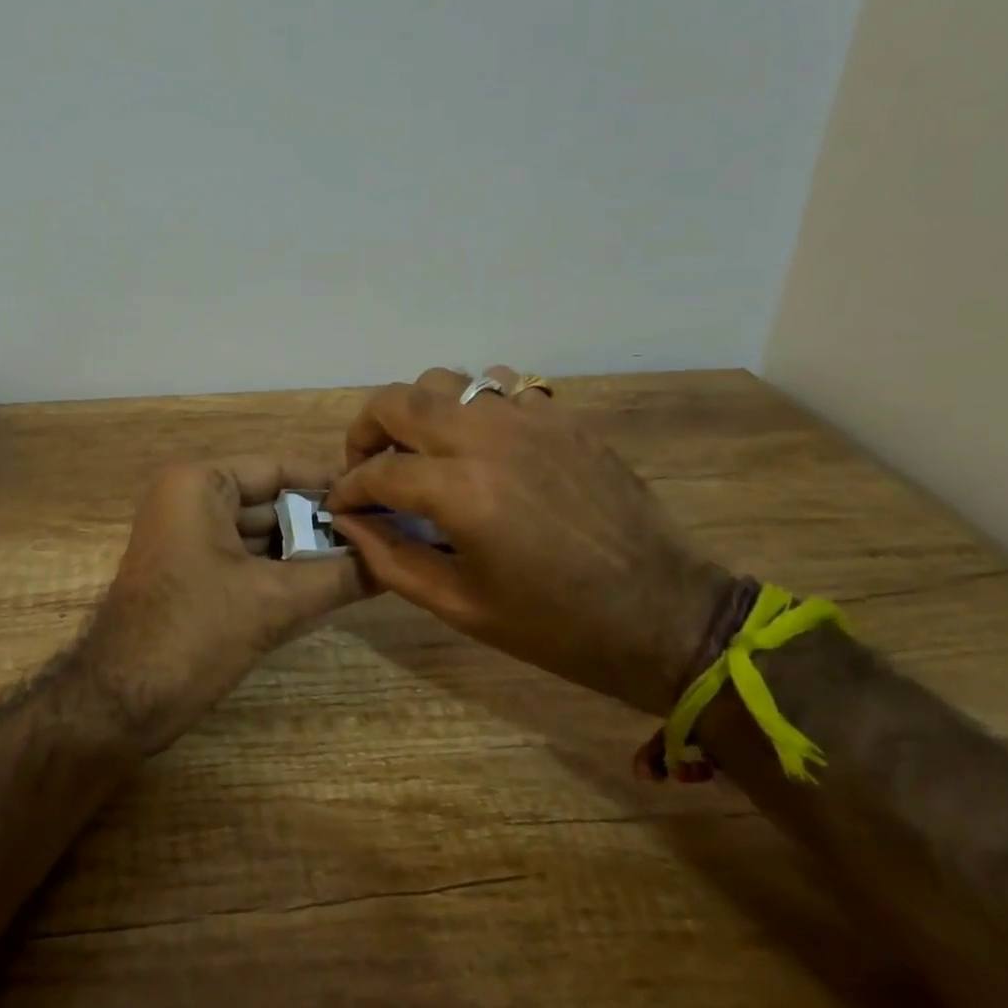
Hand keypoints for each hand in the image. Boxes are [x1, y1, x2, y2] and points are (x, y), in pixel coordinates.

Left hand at [78, 455, 369, 752]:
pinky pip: (249, 560)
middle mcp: (191, 499)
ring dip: (309, 550)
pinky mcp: (193, 573)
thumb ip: (337, 577)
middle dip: (323, 521)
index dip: (331, 482)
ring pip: (263, 534)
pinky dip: (285, 572)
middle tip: (384, 533)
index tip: (381, 495)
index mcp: (200, 483)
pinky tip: (333, 584)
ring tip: (371, 558)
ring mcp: (190, 537)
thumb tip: (395, 562)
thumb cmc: (192, 633)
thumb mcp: (273, 602)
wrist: (118, 704)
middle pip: (273, 501)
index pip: (279, 467)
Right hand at [326, 367, 731, 717]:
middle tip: (368, 466)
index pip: (378, 471)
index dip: (348, 489)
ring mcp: (530, 420)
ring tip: (423, 451)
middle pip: (399, 400)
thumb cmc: (557, 626)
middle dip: (366, 430)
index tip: (341, 506)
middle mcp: (489, 439)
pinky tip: (482, 445)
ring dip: (419, 412)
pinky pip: (499, 388)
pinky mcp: (562, 418)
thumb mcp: (461, 606)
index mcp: (462, 491)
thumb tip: (348, 522)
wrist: (666, 616)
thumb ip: (392, 558)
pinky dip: (474, 407)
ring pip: (446, 381)